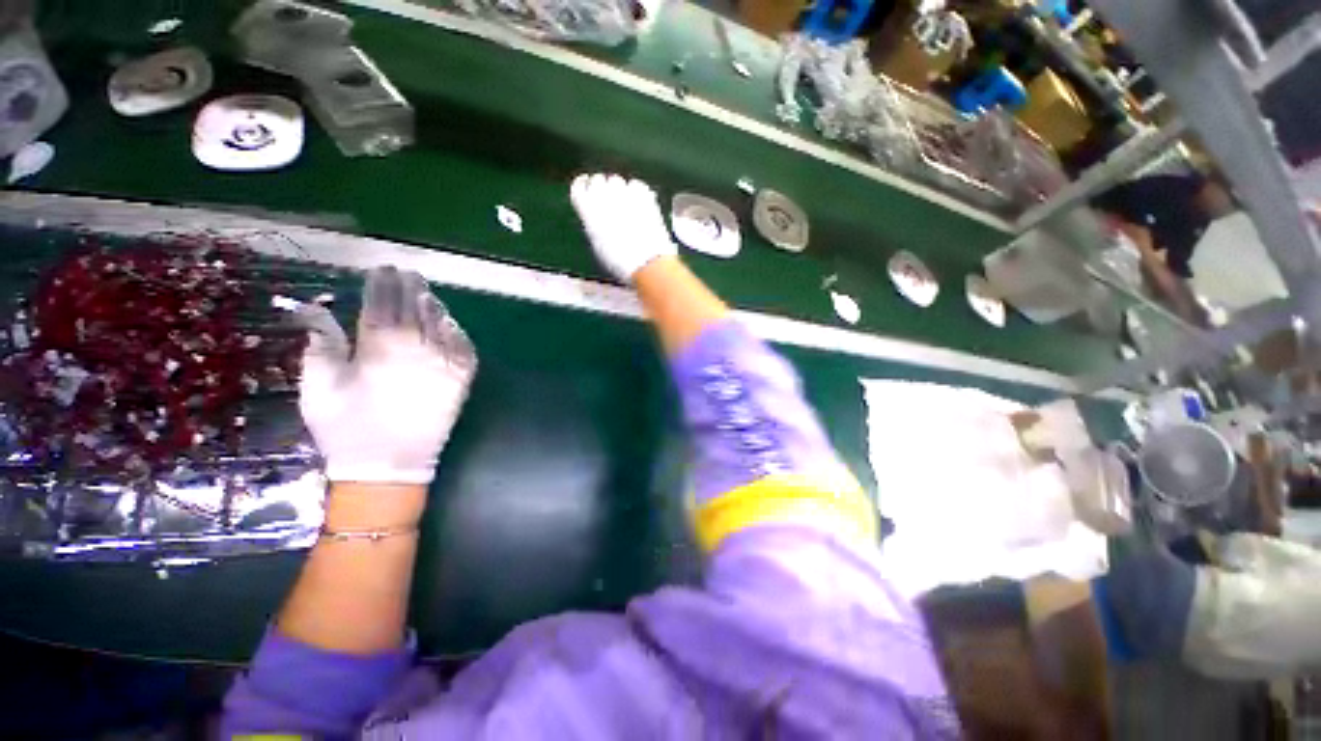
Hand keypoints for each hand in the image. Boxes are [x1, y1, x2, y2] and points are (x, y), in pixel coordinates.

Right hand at [295, 267, 476, 484]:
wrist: (391, 465)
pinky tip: (447, 323)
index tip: (382, 268)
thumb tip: (314, 307)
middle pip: (415, 307)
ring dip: (432, 305)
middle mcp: (420, 347)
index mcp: (381, 345)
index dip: (382, 282)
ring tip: (424, 293)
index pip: (383, 302)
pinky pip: (464, 345)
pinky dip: (455, 330)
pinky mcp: (463, 377)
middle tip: (406, 273)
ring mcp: (446, 361)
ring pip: (442, 322)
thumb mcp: (318, 386)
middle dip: (409, 287)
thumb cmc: (347, 429)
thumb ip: (321, 343)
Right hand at [570, 173, 677, 282]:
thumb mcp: (598, 244)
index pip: (579, 186)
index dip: (584, 186)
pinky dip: (637, 192)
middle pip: (598, 181)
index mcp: (587, 210)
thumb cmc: (619, 261)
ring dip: (620, 190)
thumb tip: (598, 215)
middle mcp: (603, 196)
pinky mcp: (643, 194)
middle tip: (611, 203)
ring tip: (627, 208)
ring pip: (618, 181)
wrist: (646, 262)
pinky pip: (636, 185)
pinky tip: (641, 206)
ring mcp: (624, 192)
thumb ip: (594, 223)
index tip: (588, 188)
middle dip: (603, 189)